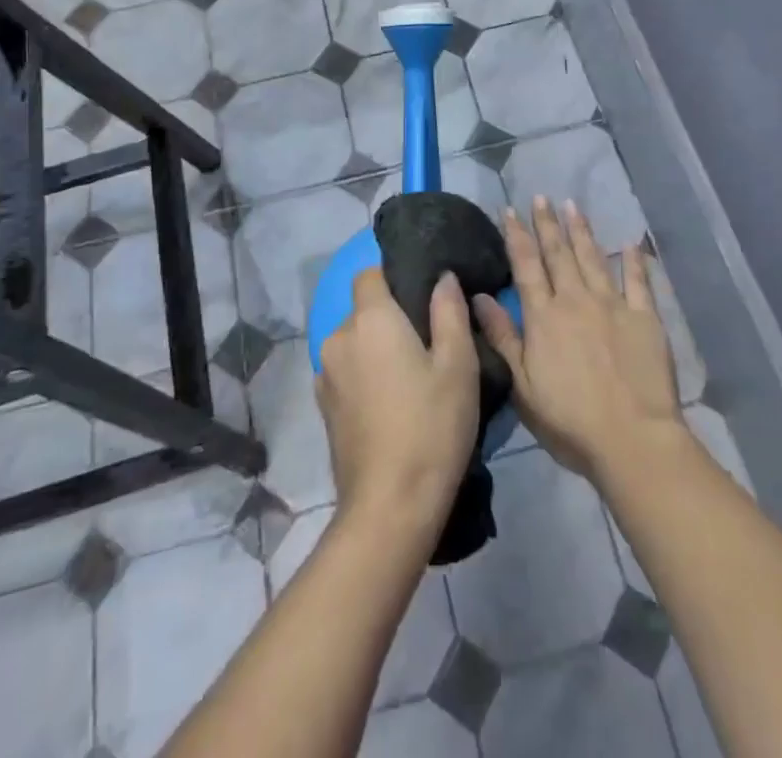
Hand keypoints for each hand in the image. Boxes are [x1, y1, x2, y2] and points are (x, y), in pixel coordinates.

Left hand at [316, 266, 479, 530]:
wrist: (390, 506)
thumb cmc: (432, 426)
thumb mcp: (458, 365)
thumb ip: (450, 312)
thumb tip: (442, 277)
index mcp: (370, 319)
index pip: (369, 274)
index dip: (393, 277)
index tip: (420, 297)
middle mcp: (339, 337)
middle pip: (362, 309)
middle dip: (389, 317)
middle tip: (426, 343)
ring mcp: (326, 374)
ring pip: (354, 342)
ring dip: (375, 349)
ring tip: (410, 378)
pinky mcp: (323, 407)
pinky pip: (345, 371)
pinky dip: (364, 375)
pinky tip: (389, 404)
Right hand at [473, 198, 683, 483]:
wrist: (633, 438)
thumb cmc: (570, 419)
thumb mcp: (522, 384)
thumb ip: (502, 337)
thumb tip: (479, 296)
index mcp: (544, 316)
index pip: (526, 265)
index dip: (516, 235)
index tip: (509, 210)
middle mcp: (575, 300)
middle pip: (558, 254)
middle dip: (547, 223)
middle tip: (541, 196)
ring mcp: (613, 305)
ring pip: (592, 258)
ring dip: (581, 230)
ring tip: (572, 205)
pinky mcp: (646, 318)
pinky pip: (638, 282)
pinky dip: (634, 261)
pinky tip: (630, 242)